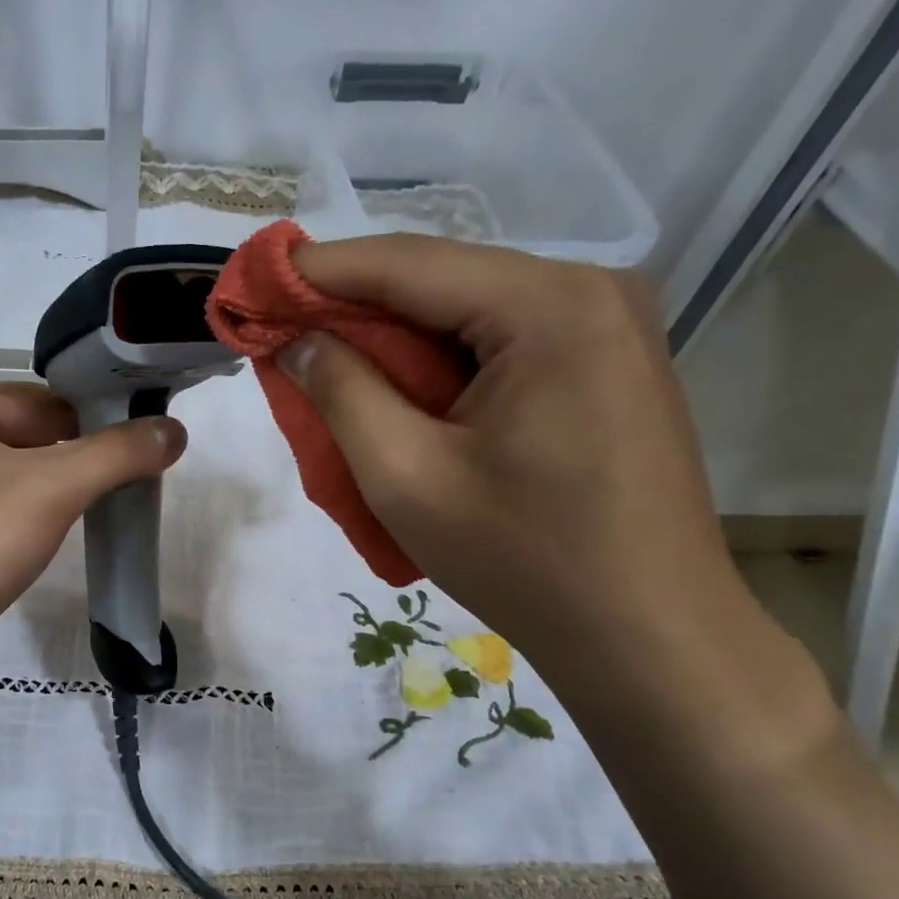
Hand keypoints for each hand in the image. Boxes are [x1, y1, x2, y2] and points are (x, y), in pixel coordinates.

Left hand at [0, 383, 185, 651]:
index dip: (95, 422)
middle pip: (24, 435)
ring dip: (48, 488)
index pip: (42, 400)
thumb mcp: (54, 489)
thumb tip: (175, 430)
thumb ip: (118, 453)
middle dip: (72, 459)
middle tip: (119, 485)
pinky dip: (20, 514)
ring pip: (7, 473)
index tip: (136, 450)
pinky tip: (40, 537)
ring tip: (86, 512)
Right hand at [281, 233, 748, 676]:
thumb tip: (300, 341)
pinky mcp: (605, 365)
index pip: (407, 263)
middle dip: (354, 307)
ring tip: (326, 365)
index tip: (251, 282)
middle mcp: (590, 292)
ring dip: (393, 339)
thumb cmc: (523, 559)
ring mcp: (607, 327)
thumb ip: (343, 393)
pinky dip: (438, 362)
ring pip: (467, 312)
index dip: (318, 271)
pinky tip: (398, 391)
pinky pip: (500, 342)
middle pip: (441, 281)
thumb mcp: (407, 477)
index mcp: (548, 307)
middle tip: (280, 332)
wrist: (647, 634)